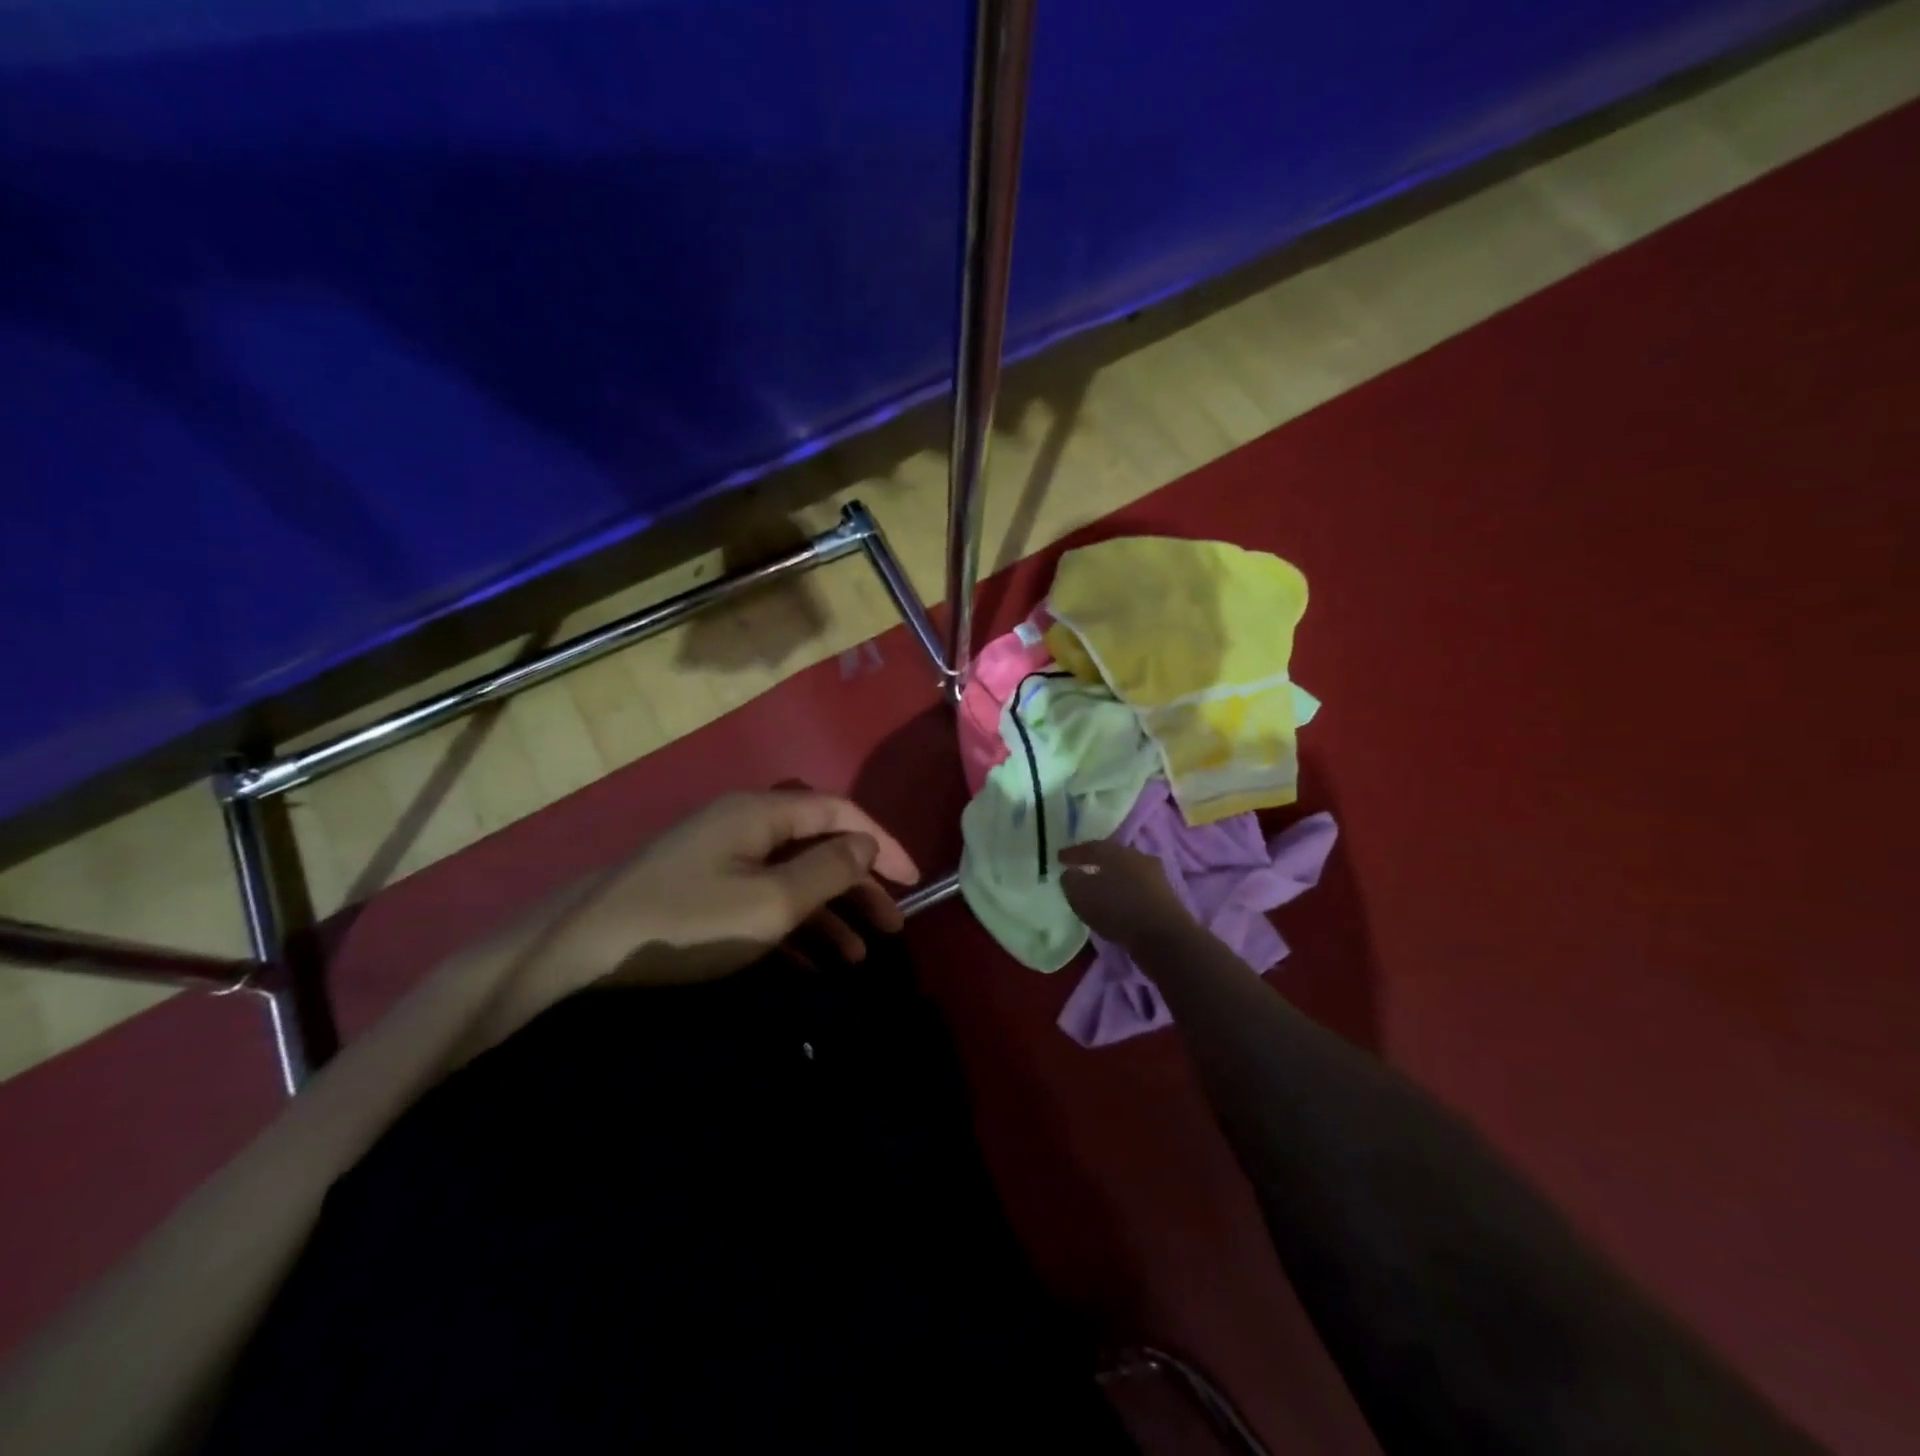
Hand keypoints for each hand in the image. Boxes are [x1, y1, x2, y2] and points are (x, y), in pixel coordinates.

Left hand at [540, 791, 919, 992]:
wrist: (577, 954)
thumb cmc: (686, 924)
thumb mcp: (770, 902)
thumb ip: (827, 871)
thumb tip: (865, 845)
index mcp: (761, 813)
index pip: (840, 813)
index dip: (882, 843)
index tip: (914, 882)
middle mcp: (744, 825)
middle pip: (819, 845)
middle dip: (859, 886)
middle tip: (893, 927)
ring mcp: (720, 858)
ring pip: (792, 878)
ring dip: (829, 914)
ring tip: (859, 957)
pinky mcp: (702, 891)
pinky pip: (762, 901)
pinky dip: (793, 928)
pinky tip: (813, 966)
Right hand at [1058, 838, 1194, 948]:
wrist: (1163, 937)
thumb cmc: (1117, 909)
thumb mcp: (1081, 895)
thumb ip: (1071, 880)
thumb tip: (1070, 873)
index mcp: (1116, 851)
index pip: (1090, 846)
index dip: (1073, 853)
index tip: (1059, 858)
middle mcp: (1137, 857)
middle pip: (1112, 856)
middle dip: (1096, 862)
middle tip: (1082, 869)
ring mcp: (1155, 876)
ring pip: (1127, 872)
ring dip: (1113, 878)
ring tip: (1100, 888)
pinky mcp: (1165, 896)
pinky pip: (1137, 888)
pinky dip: (1125, 892)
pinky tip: (1118, 902)